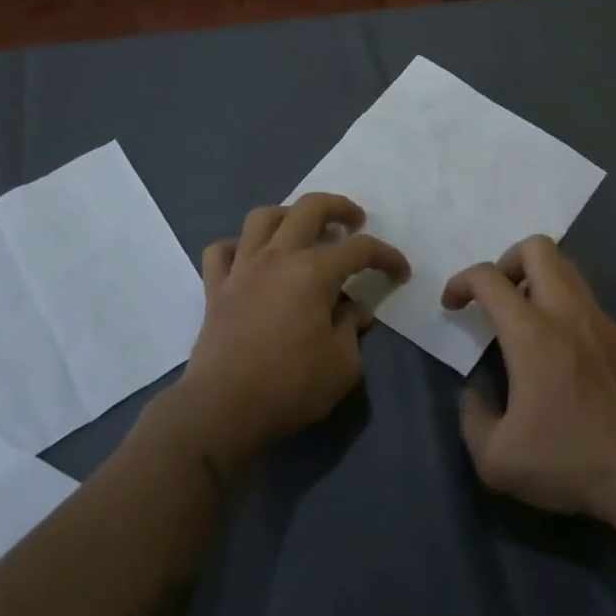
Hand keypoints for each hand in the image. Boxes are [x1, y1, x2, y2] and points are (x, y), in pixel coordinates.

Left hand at [178, 194, 409, 460]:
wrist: (222, 408)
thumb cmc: (289, 386)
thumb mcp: (342, 365)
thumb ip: (352, 329)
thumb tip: (353, 311)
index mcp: (313, 272)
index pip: (360, 249)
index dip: (386, 256)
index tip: (400, 272)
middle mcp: (277, 257)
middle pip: (309, 208)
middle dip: (339, 207)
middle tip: (355, 221)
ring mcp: (242, 268)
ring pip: (262, 217)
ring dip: (288, 215)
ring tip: (302, 230)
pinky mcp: (215, 288)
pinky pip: (222, 250)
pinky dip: (238, 247)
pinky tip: (250, 259)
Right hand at [444, 236, 615, 523]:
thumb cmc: (566, 462)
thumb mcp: (495, 458)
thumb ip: (471, 416)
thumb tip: (473, 393)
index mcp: (531, 334)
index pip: (489, 278)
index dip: (461, 282)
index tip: (452, 306)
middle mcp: (567, 313)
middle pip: (537, 248)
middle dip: (507, 261)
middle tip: (495, 298)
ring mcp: (600, 321)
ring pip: (566, 268)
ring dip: (537, 279)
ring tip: (523, 320)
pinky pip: (585, 300)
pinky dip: (563, 306)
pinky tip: (558, 351)